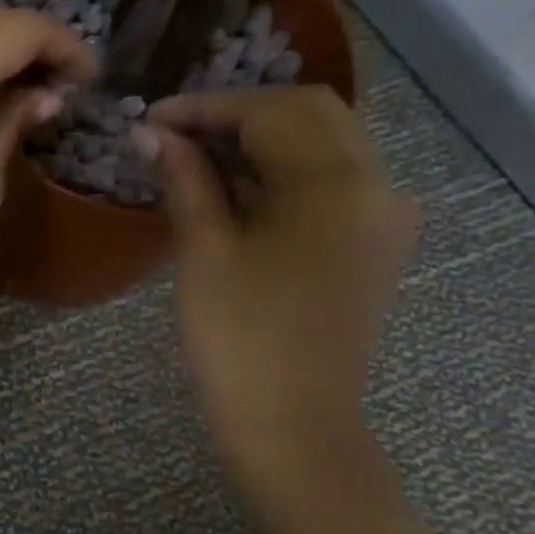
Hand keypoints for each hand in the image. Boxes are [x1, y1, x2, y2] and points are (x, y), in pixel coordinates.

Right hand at [134, 87, 417, 498]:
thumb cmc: (240, 339)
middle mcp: (377, 185)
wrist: (293, 426)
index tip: (150, 118)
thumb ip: (185, 179)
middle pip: (309, 113)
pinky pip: (335, 179)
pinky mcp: (375, 244)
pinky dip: (286, 167)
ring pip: (326, 142)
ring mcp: (384, 216)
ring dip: (263, 136)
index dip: (205, 107)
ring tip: (198, 154)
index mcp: (336, 184)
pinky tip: (239, 186)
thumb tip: (151, 133)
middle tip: (176, 132)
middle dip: (239, 112)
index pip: (269, 112)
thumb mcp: (205, 251)